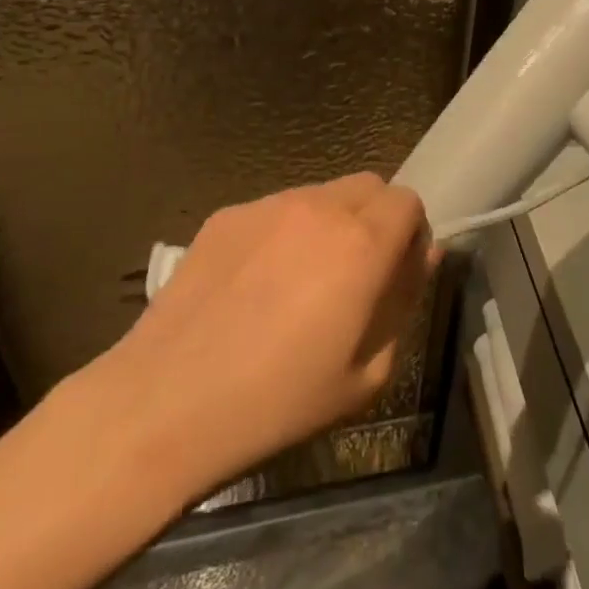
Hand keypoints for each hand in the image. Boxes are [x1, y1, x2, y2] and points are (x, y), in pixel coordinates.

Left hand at [82, 173, 437, 505]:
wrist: (166, 402)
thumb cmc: (278, 402)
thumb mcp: (366, 374)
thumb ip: (404, 303)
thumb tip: (421, 258)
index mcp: (361, 243)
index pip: (408, 201)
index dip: (411, 234)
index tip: (396, 272)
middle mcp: (318, 208)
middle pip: (368, 185)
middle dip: (376, 219)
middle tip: (356, 274)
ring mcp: (267, 206)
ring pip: (321, 194)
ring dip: (330, 223)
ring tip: (300, 280)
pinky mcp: (226, 215)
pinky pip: (275, 210)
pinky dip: (284, 232)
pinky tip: (254, 284)